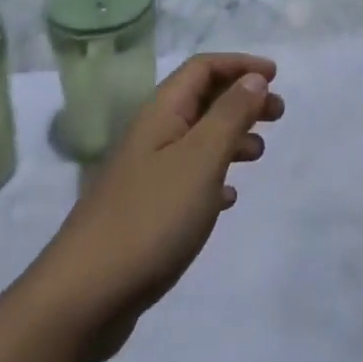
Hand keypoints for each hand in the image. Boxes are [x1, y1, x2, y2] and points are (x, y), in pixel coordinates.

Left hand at [32, 54, 284, 361]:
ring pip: (196, 138)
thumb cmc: (150, 218)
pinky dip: (214, 176)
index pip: (201, 68)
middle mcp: (151, 135)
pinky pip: (188, 177)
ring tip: (259, 153)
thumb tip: (254, 78)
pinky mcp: (146, 211)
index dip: (239, 65)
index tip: (276, 75)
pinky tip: (229, 198)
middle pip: (200, 100)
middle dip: (241, 99)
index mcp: (161, 114)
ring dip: (231, 136)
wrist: (84, 296)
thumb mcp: (201, 159)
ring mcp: (145, 174)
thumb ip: (230, 115)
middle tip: (278, 114)